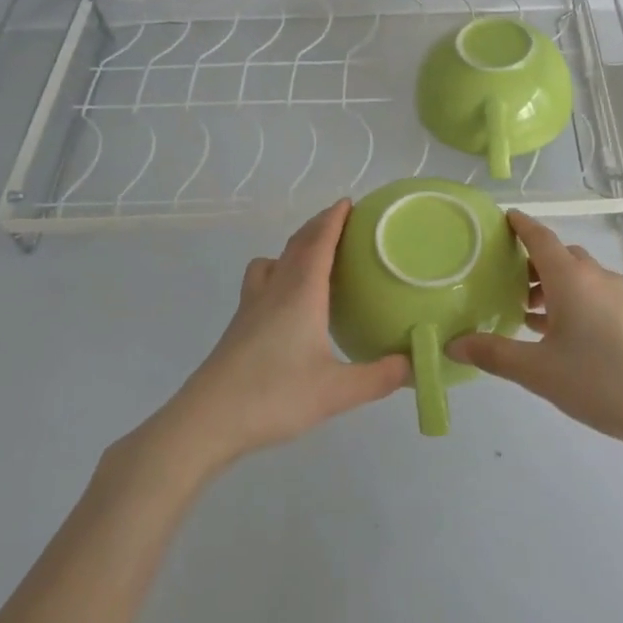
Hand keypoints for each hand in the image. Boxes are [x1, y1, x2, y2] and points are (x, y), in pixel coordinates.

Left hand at [161, 200, 409, 471]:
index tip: (349, 202)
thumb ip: (379, 378)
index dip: (334, 219)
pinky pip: (262, 283)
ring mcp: (251, 307)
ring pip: (273, 262)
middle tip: (341, 223)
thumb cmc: (274, 396)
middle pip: (296, 245)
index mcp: (301, 293)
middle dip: (318, 227)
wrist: (207, 421)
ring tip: (313, 261)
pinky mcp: (239, 327)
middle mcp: (275, 290)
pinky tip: (288, 304)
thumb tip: (415, 365)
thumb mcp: (337, 392)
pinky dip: (278, 275)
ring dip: (294, 249)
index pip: (319, 243)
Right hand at [449, 211, 622, 449]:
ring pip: (578, 276)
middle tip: (503, 280)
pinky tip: (560, 334)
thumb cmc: (600, 381)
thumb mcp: (538, 371)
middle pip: (559, 255)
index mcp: (570, 278)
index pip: (540, 237)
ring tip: (526, 313)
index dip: (519, 225)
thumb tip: (453, 343)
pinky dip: (571, 300)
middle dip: (531, 262)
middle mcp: (596, 276)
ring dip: (552, 285)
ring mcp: (619, 295)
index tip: (501, 218)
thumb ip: (494, 354)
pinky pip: (594, 294)